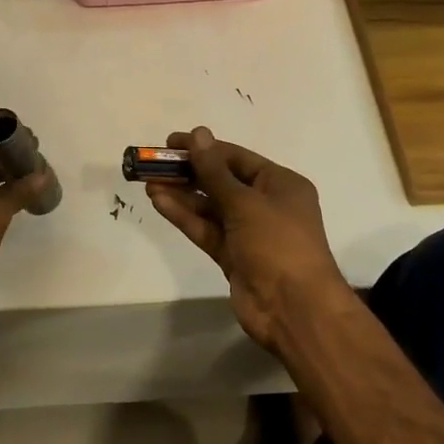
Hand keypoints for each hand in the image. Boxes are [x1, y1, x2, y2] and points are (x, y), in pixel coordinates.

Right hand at [144, 127, 347, 351]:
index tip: (171, 143)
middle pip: (221, 181)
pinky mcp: (232, 255)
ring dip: (182, 194)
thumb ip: (215, 172)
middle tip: (154, 164)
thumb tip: (198, 134)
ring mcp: (248, 232)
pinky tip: (160, 202)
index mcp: (280, 184)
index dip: (204, 148)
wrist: (294, 309)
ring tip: (149, 182)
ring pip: (210, 207)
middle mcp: (265, 204)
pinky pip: (206, 229)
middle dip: (189, 172)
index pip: (236, 158)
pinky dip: (184, 216)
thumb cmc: (278, 244)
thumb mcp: (245, 203)